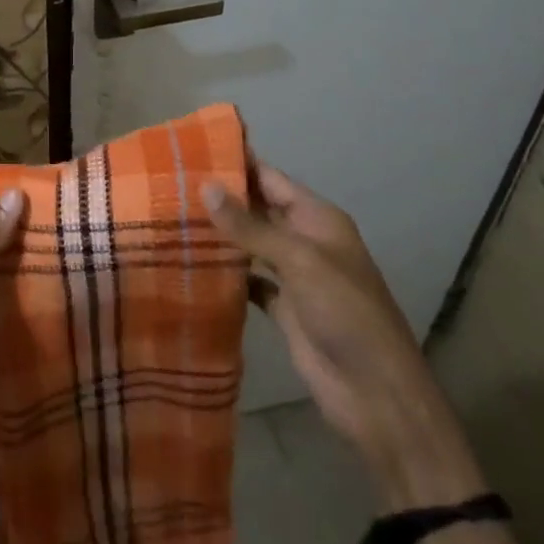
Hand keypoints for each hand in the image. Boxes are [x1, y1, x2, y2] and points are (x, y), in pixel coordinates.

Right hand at [204, 165, 484, 507]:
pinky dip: (225, 272)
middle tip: (168, 182)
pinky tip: (191, 264)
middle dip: (221, 197)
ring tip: (170, 216)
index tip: (193, 149)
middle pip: (257, 209)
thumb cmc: (345, 313)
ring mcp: (293, 276)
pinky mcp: (282, 308)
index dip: (237, 163)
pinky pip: (249, 280)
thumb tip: (205, 186)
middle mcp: (304, 240)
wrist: (375, 393)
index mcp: (317, 219)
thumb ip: (250, 226)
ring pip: (250, 244)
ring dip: (219, 234)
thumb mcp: (299, 261)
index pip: (270, 179)